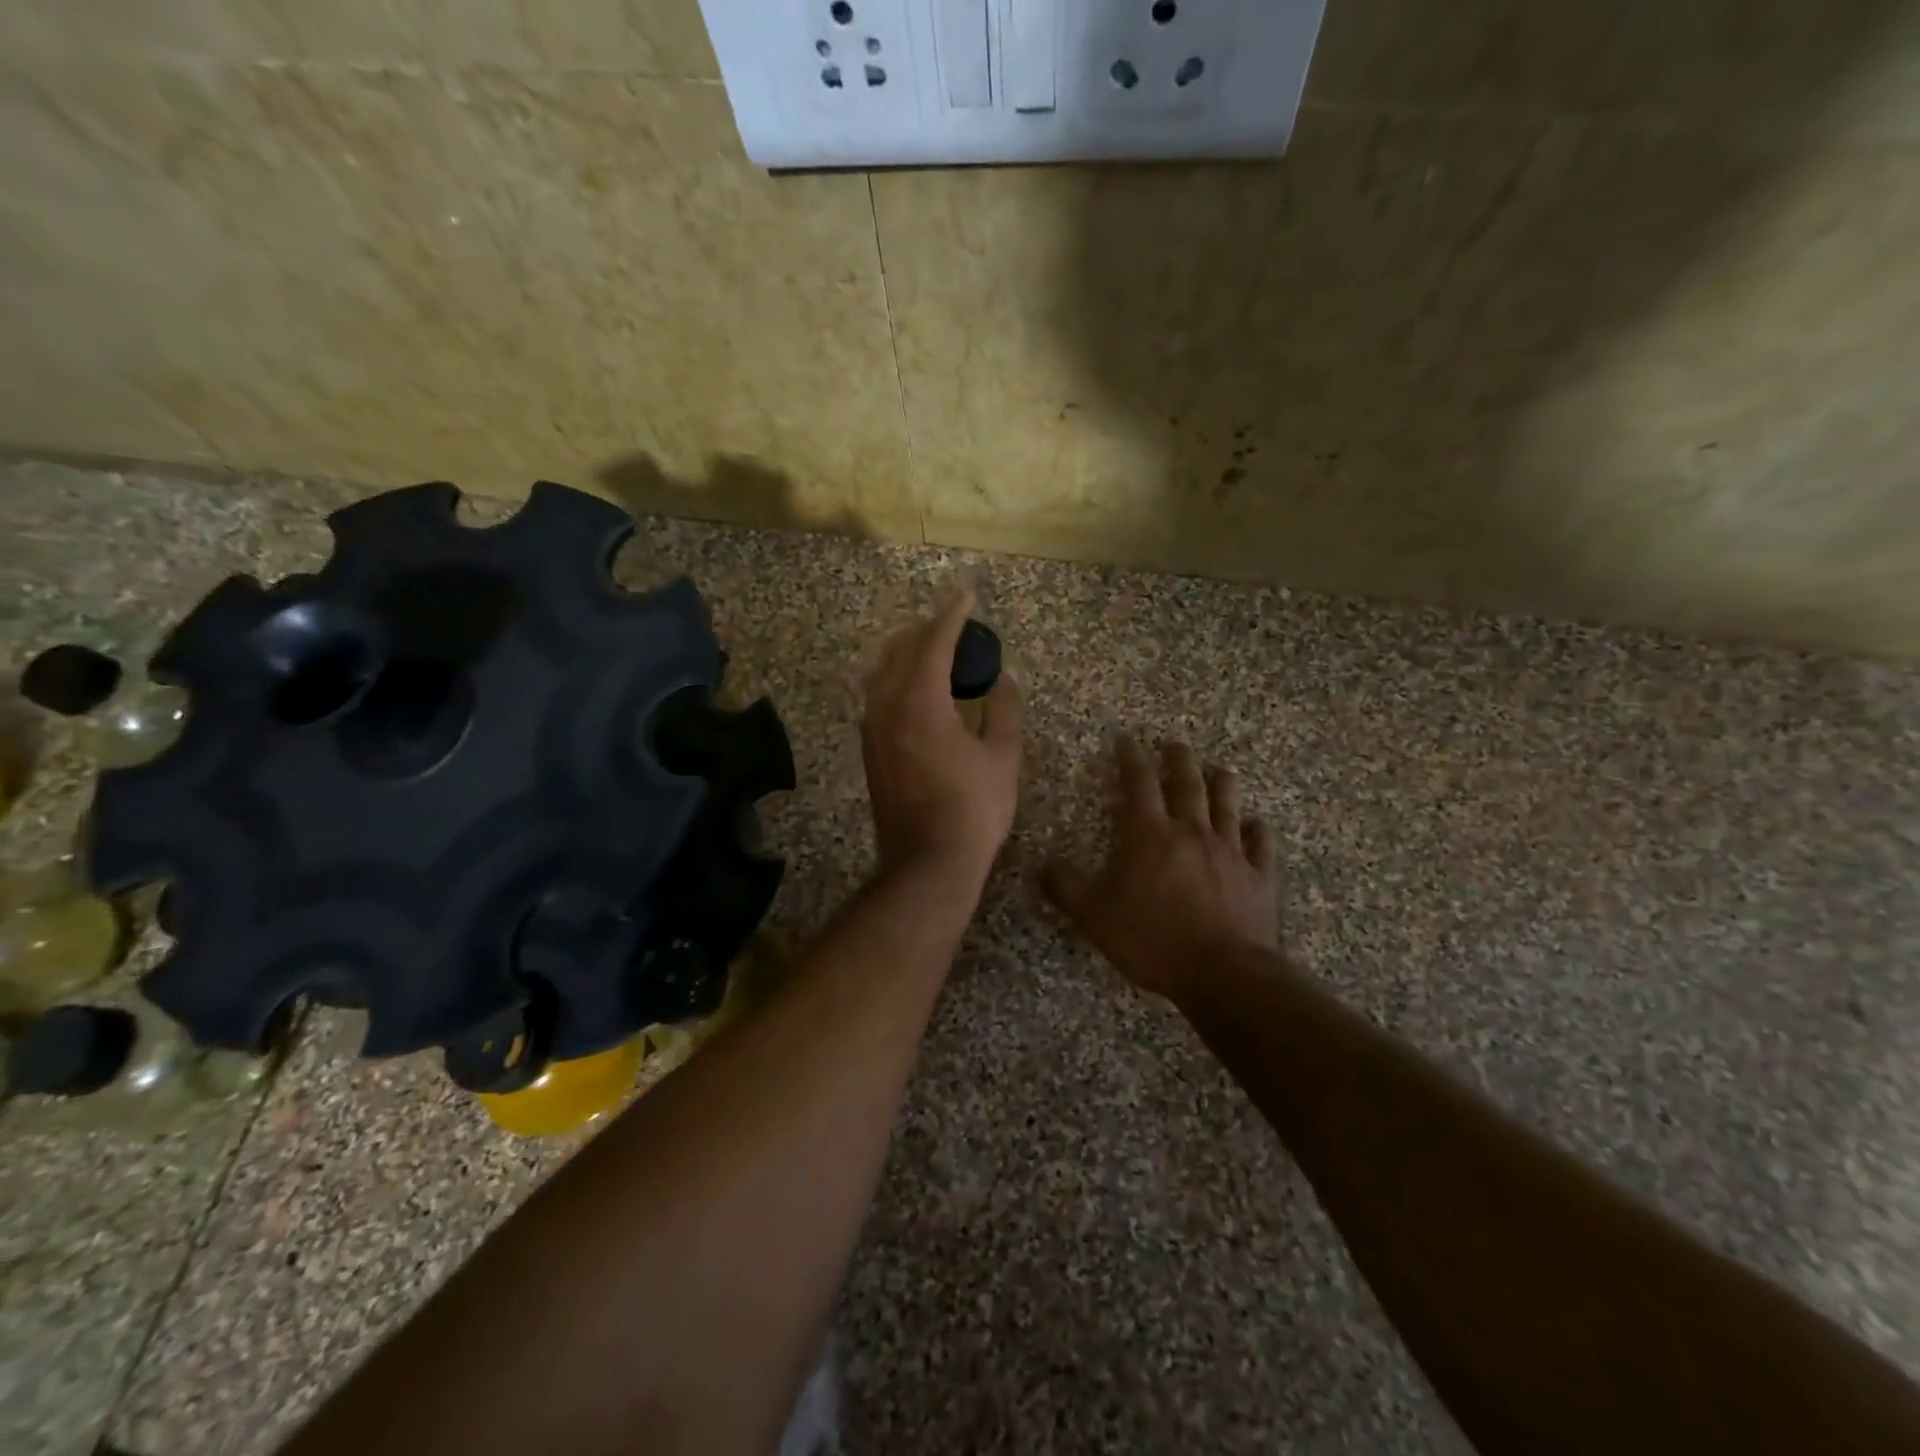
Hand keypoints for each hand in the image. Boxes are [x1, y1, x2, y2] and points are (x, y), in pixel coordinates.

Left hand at [862, 592, 1021, 888]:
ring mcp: (872, 730)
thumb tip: (1007, 677)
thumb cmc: (973, 810)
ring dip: (908, 653)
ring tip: (937, 651)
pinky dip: (898, 679)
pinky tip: (918, 690)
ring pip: (883, 672)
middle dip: (927, 630)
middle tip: (955, 624)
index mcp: (920, 702)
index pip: (934, 642)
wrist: (927, 864)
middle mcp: (886, 707)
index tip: (967, 595)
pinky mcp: (869, 750)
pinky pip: (879, 696)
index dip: (952, 615)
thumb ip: (1004, 710)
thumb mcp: (1002, 758)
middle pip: (900, 650)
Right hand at [1043, 737, 1278, 1000]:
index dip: (1131, 759)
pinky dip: (1260, 832)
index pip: (1138, 785)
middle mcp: (1192, 833)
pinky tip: (1259, 825)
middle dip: (1179, 761)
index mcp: (1150, 835)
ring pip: (1228, 807)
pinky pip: (1261, 846)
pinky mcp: (1259, 877)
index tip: (1127, 741)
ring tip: (1221, 770)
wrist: (1223, 972)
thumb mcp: (1094, 915)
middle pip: (1187, 786)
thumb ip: (1066, 887)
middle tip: (1176, 744)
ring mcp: (1231, 853)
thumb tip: (1043, 865)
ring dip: (1223, 785)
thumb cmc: (1153, 939)